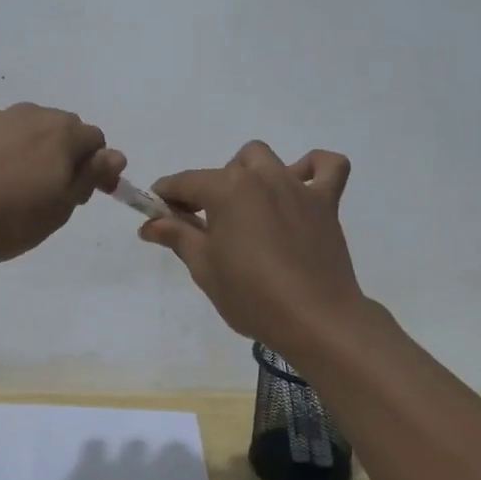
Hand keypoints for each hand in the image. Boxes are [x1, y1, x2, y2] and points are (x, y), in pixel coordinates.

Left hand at [0, 104, 124, 261]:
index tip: (84, 195)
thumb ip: (89, 177)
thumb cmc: (4, 217)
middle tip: (48, 193)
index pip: (95, 139)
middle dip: (62, 154)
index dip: (97, 167)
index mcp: (60, 133)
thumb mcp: (58, 209)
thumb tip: (115, 154)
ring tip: (7, 188)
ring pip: (21, 129)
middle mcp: (29, 114)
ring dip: (26, 151)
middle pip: (59, 128)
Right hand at [140, 141, 363, 347]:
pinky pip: (330, 167)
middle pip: (227, 167)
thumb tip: (150, 223)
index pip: (184, 182)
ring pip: (267, 159)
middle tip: (208, 225)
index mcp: (226, 189)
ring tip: (249, 208)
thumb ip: (177, 236)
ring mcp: (296, 186)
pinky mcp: (326, 203)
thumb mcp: (204, 267)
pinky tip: (302, 186)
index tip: (157, 215)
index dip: (165, 196)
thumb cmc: (251, 295)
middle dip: (211, 189)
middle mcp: (261, 176)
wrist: (315, 320)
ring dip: (251, 175)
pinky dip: (314, 168)